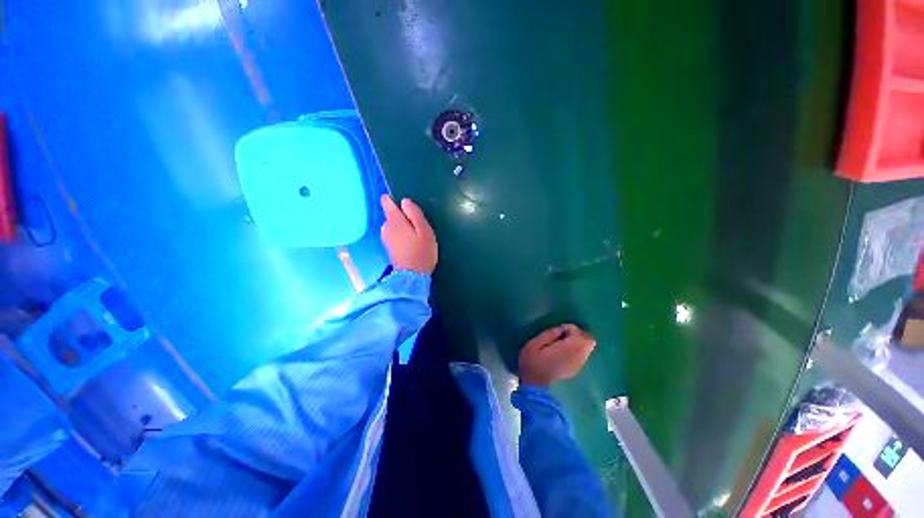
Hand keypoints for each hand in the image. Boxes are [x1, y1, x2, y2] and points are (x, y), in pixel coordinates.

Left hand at [380, 195, 437, 273]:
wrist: (412, 276)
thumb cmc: (421, 252)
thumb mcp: (424, 230)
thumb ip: (414, 214)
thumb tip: (405, 201)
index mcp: (394, 220)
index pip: (386, 202)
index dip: (394, 199)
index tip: (406, 206)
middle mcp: (386, 227)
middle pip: (391, 214)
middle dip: (402, 215)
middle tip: (418, 225)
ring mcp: (386, 238)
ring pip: (393, 225)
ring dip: (402, 226)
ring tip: (415, 235)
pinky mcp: (388, 247)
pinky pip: (393, 234)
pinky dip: (401, 234)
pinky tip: (410, 242)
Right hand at [518, 324, 596, 386]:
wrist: (535, 385)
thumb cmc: (531, 363)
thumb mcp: (533, 344)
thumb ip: (548, 334)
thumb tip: (560, 329)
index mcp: (566, 349)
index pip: (578, 334)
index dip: (569, 327)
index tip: (557, 330)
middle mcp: (576, 357)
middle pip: (589, 341)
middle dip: (578, 333)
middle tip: (564, 333)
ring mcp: (578, 365)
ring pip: (588, 348)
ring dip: (578, 341)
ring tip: (563, 342)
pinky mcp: (576, 369)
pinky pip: (583, 355)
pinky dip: (577, 349)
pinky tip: (564, 351)